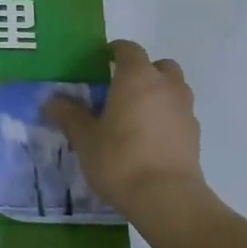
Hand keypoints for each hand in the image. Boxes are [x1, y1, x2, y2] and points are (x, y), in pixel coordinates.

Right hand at [44, 40, 211, 217]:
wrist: (166, 198)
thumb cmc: (120, 159)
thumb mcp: (85, 138)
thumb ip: (69, 115)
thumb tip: (51, 100)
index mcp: (136, 78)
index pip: (128, 49)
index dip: (114, 51)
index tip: (101, 61)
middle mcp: (165, 86)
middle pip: (159, 65)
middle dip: (142, 71)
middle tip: (121, 89)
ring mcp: (185, 110)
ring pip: (174, 89)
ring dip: (158, 93)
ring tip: (136, 115)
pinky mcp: (195, 135)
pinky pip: (179, 114)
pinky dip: (167, 117)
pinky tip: (149, 138)